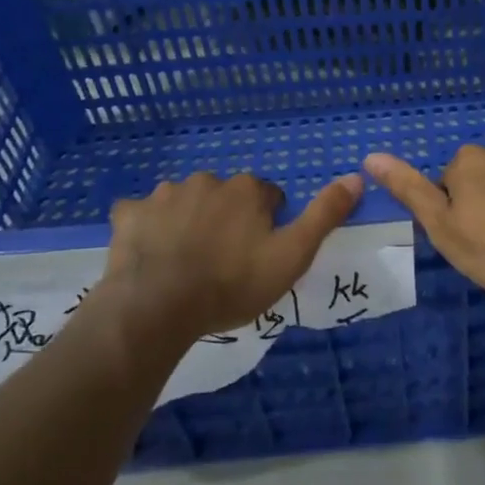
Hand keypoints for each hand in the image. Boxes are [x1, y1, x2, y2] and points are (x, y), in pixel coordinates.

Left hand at [90, 171, 363, 342]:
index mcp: (246, 189)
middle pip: (226, 196)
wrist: (157, 307)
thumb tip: (356, 178)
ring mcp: (163, 195)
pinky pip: (141, 214)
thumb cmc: (231, 284)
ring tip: (186, 262)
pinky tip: (149, 254)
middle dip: (227, 219)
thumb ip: (324, 215)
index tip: (259, 254)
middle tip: (224, 261)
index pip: (268, 196)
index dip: (267, 225)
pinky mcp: (129, 214)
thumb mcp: (292, 255)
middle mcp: (207, 180)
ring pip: (185, 202)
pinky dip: (147, 228)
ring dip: (188, 221)